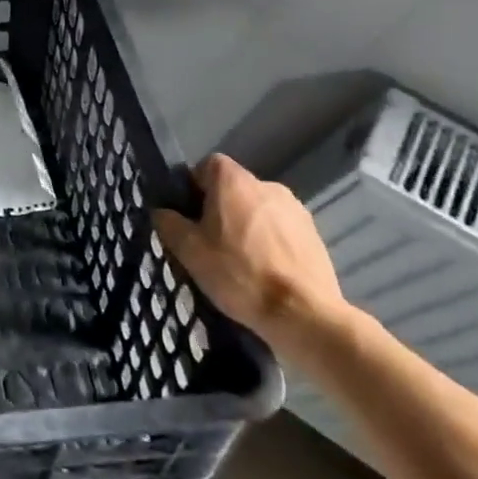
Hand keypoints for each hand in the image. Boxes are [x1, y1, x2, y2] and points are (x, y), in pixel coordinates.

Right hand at [152, 154, 347, 355]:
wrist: (303, 313)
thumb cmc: (239, 274)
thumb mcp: (188, 250)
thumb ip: (169, 223)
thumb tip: (163, 212)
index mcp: (234, 181)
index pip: (207, 165)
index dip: (194, 186)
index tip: (189, 216)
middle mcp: (267, 185)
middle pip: (233, 188)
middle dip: (220, 209)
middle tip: (210, 243)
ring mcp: (295, 209)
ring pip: (258, 210)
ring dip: (246, 226)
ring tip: (241, 263)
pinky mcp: (314, 234)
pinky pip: (281, 229)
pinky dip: (270, 243)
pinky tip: (266, 272)